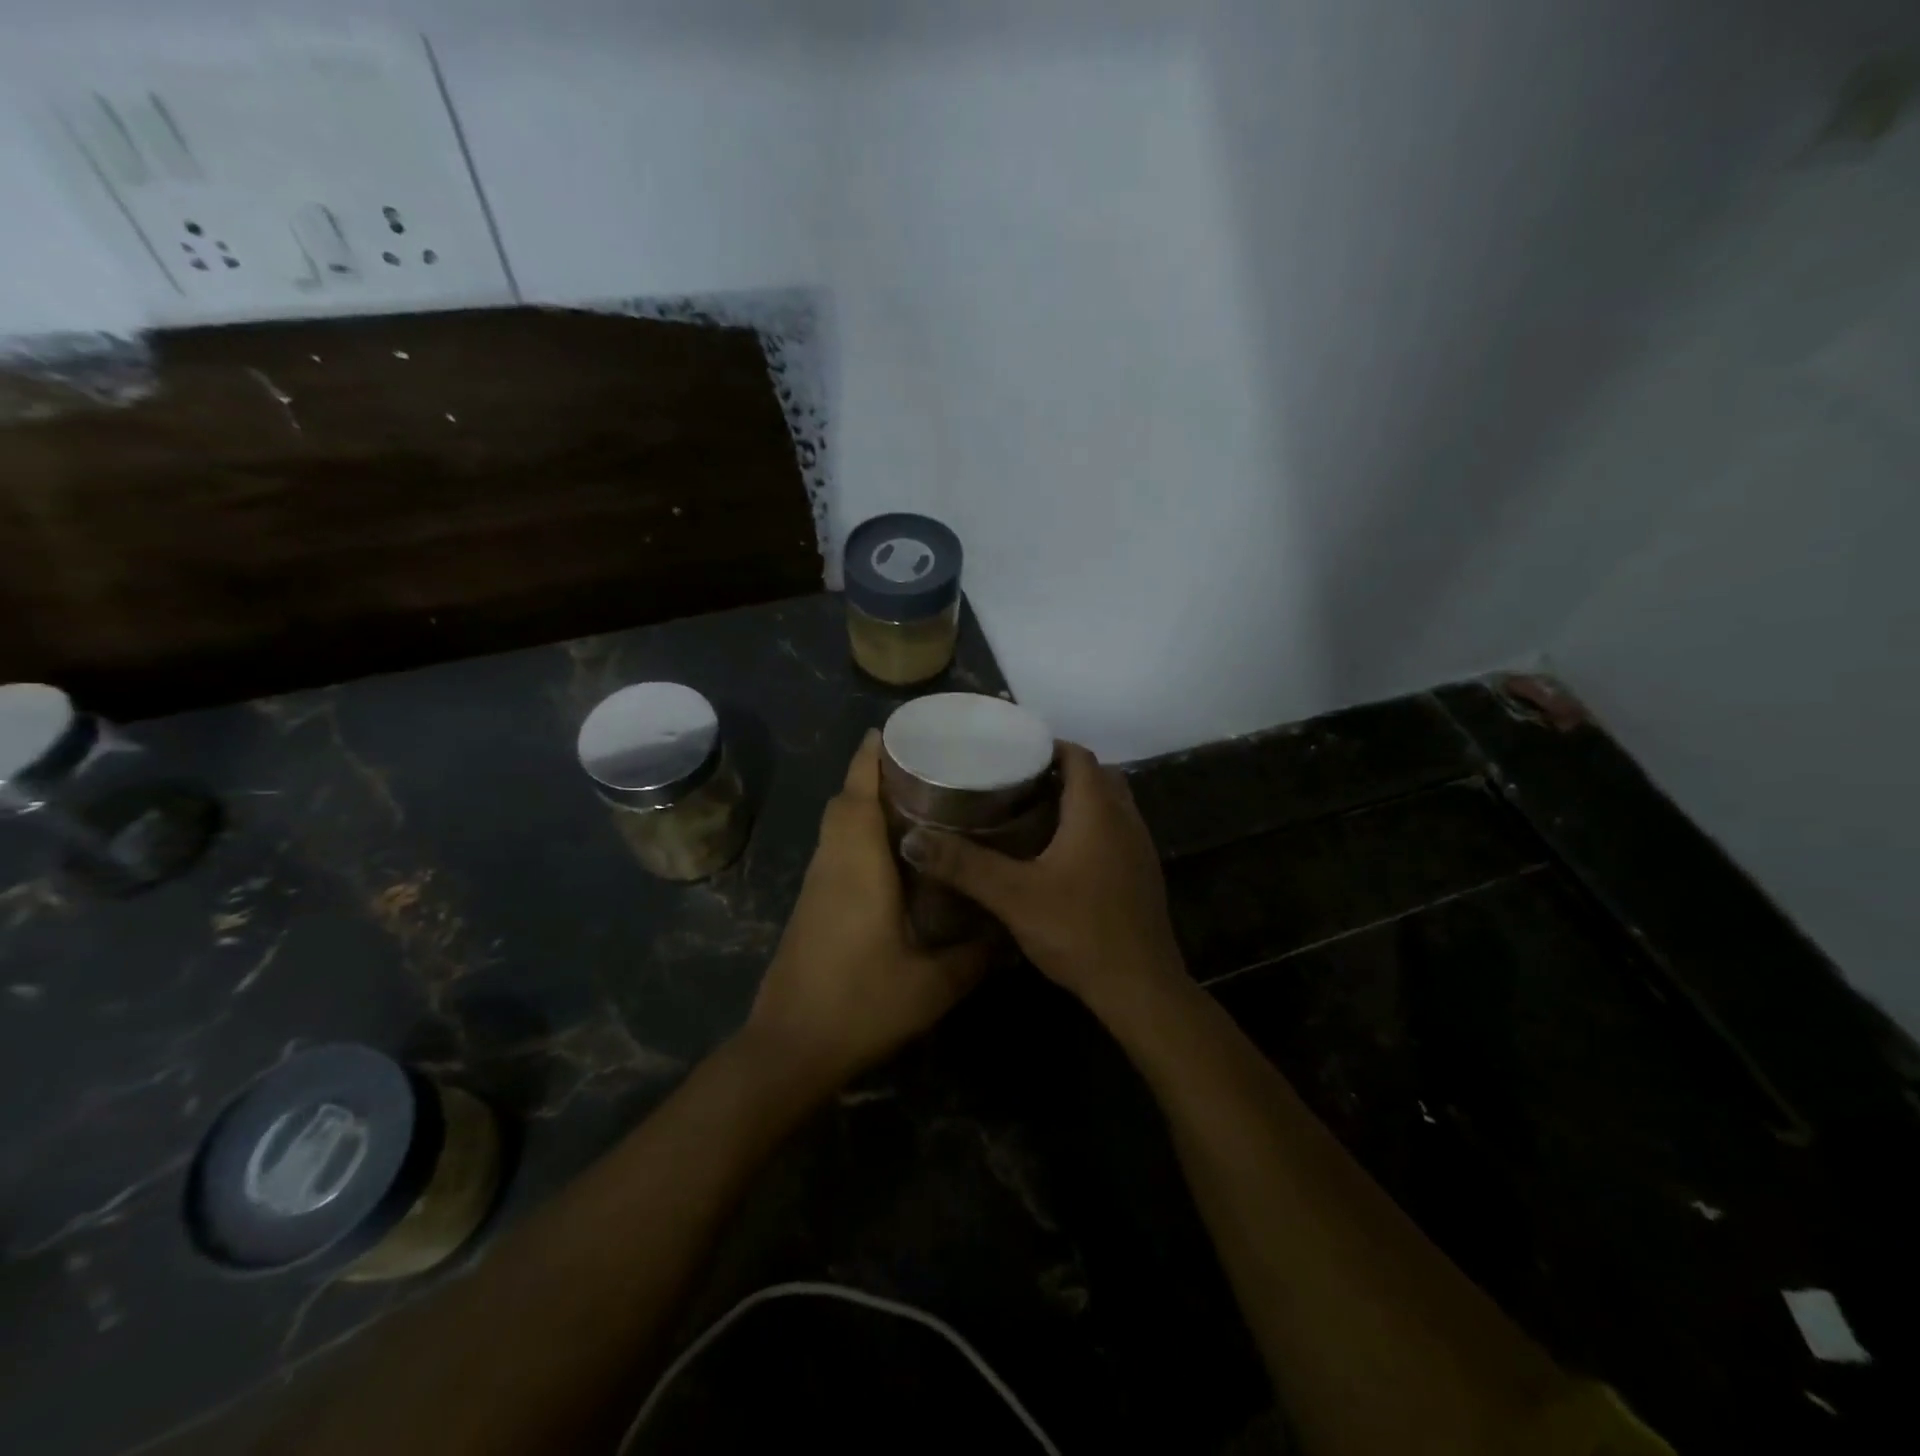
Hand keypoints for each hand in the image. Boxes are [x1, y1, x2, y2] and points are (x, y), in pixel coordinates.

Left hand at [743, 731, 988, 1092]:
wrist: (789, 1048)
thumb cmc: (860, 1005)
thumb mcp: (932, 986)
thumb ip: (974, 957)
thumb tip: (1008, 936)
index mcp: (857, 867)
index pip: (856, 795)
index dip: (869, 758)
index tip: (890, 731)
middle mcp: (831, 865)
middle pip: (842, 803)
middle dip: (870, 775)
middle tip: (918, 768)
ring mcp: (815, 887)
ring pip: (834, 828)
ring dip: (861, 805)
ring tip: (913, 803)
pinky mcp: (810, 907)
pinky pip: (834, 852)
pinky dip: (856, 835)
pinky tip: (892, 858)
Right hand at [900, 742, 1185, 1013]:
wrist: (1140, 989)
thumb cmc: (1079, 931)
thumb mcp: (1013, 896)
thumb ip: (964, 865)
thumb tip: (912, 838)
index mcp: (1098, 811)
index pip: (1078, 756)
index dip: (1048, 746)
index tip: (1012, 752)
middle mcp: (1126, 819)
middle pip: (1097, 776)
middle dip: (1060, 771)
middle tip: (1017, 782)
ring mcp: (1140, 847)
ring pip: (1110, 804)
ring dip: (1078, 799)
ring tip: (1032, 812)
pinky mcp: (1142, 874)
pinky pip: (1116, 831)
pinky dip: (1091, 826)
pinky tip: (1060, 853)